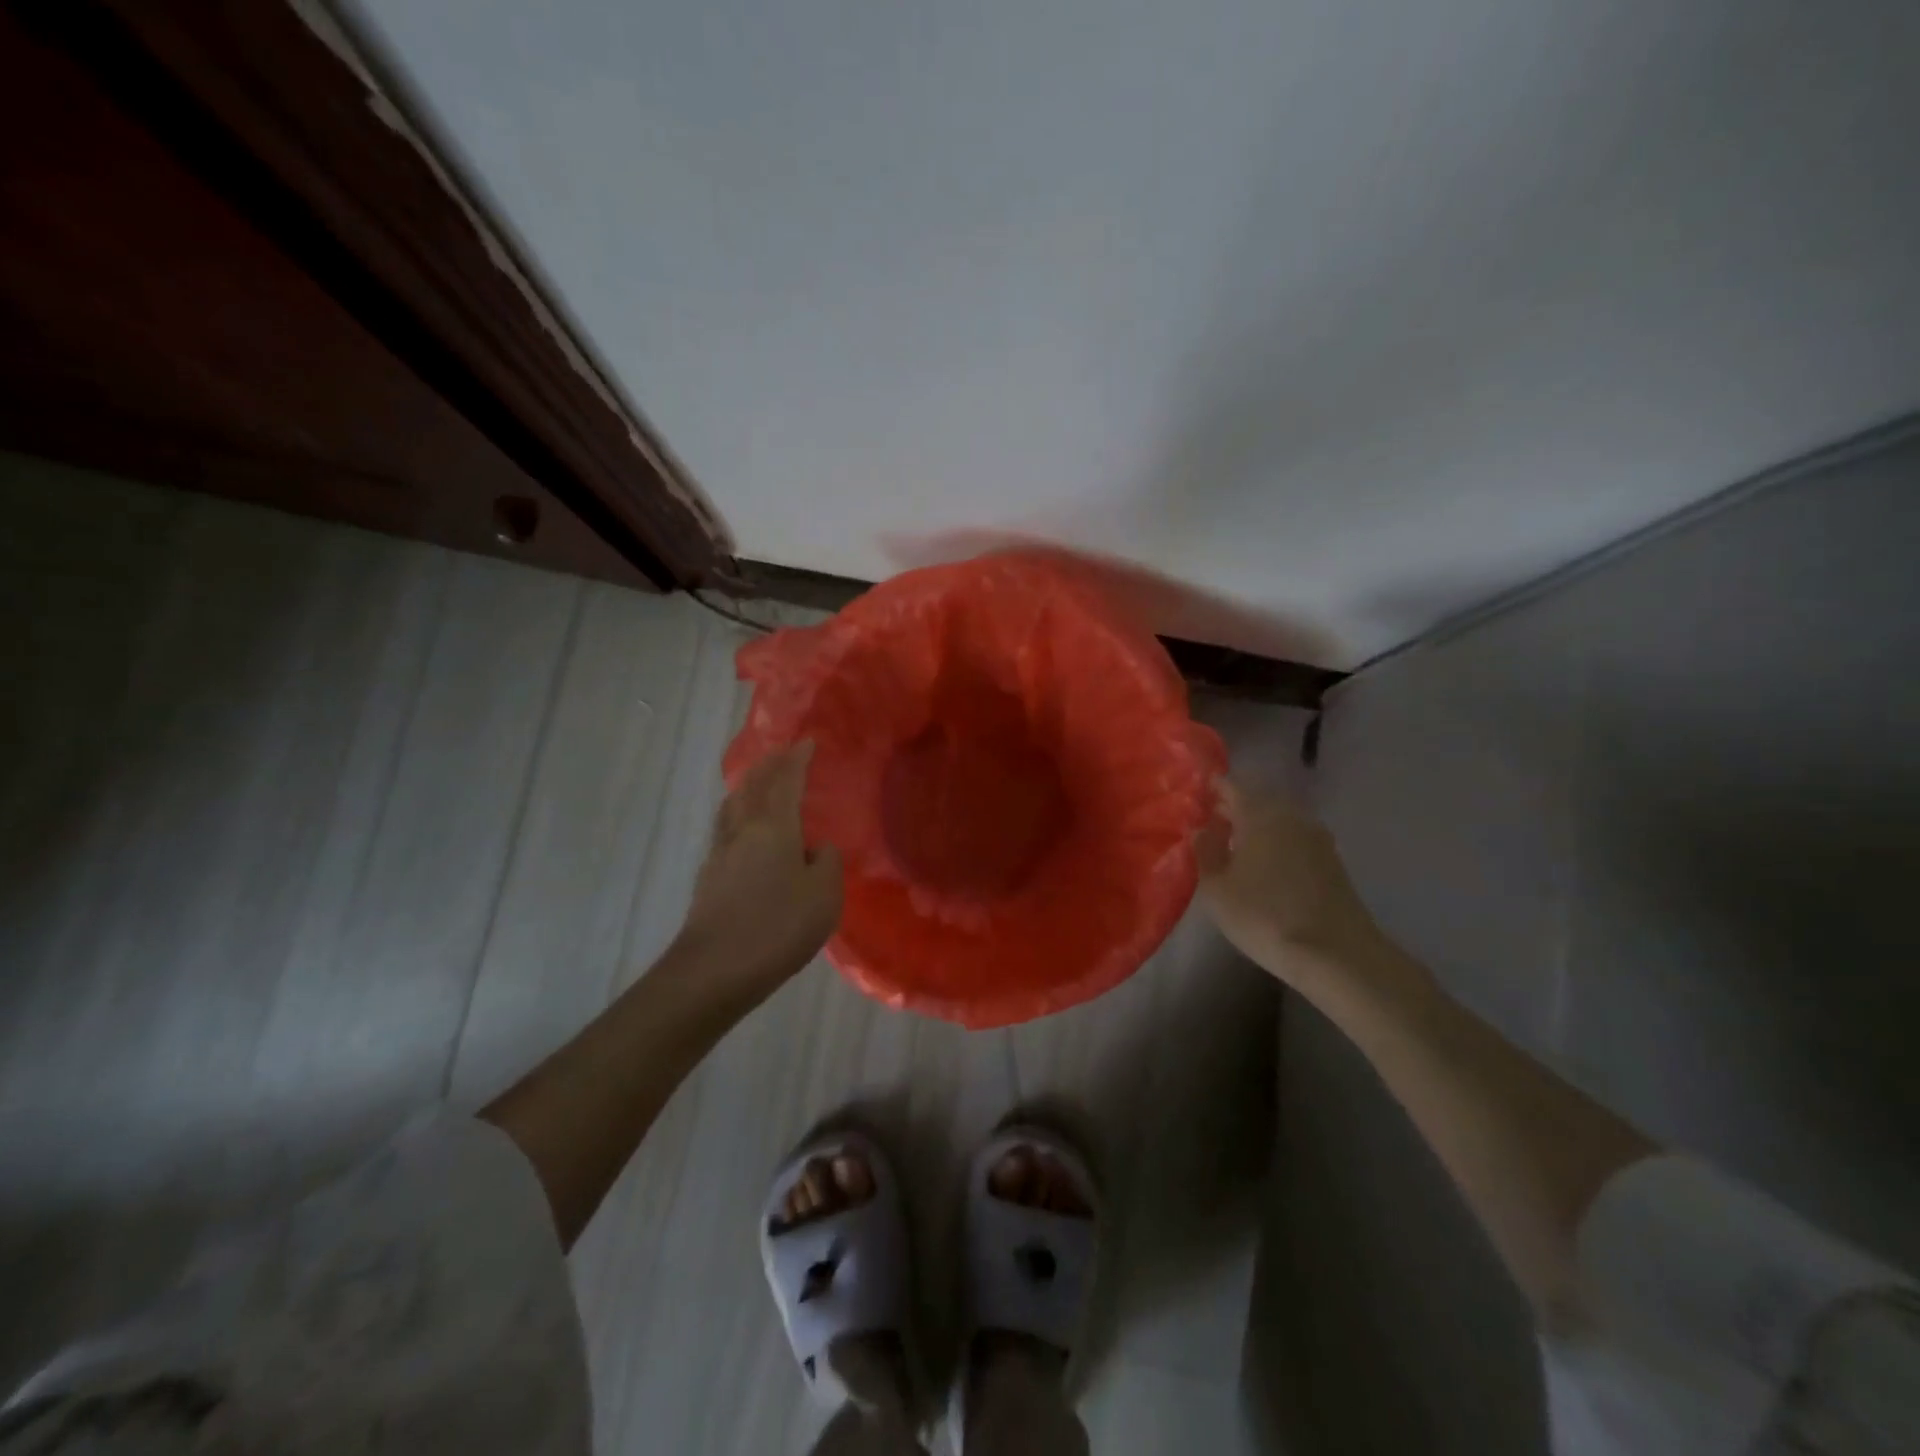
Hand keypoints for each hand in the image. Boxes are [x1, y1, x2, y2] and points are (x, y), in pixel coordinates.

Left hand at [672, 742, 844, 988]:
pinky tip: (745, 830)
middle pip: (752, 785)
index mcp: (773, 827)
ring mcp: (720, 853)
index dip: (797, 758)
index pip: (785, 780)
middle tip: (784, 754)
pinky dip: (739, 814)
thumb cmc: (777, 927)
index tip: (808, 741)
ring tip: (760, 783)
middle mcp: (742, 830)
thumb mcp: (824, 896)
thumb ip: (827, 863)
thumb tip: (816, 849)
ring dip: (748, 786)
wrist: (714, 970)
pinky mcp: (708, 877)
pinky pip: (726, 828)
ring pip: (733, 805)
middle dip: (769, 765)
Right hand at [1196, 779, 1405, 1001]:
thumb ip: (1205, 852)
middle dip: (1234, 807)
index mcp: (1260, 814)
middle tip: (1211, 821)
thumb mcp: (1217, 889)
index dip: (1213, 787)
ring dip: (1257, 826)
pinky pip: (1295, 838)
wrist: (1336, 953)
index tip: (1196, 795)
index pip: (1233, 786)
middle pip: (1258, 799)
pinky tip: (1264, 864)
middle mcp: (1290, 816)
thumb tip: (1202, 829)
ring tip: (1235, 845)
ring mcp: (1316, 837)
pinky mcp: (1332, 860)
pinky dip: (1276, 841)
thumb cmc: (1265, 916)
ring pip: (1279, 819)